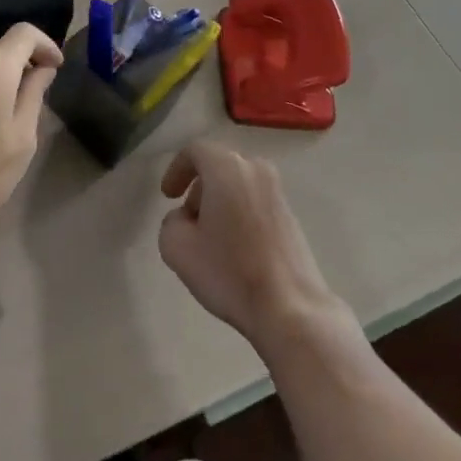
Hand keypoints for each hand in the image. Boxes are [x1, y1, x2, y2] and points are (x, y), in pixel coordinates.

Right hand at [158, 141, 340, 345]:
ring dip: (220, 203)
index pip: (195, 151)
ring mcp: (278, 193)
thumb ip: (171, 221)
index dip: (176, 169)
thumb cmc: (229, 272)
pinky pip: (256, 203)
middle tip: (188, 220)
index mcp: (227, 168)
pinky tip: (236, 250)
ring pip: (238, 185)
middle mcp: (256, 170)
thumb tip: (186, 219)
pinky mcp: (292, 217)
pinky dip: (240, 214)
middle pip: (218, 167)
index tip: (168, 196)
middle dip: (199, 189)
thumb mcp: (177, 247)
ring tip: (211, 239)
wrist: (291, 309)